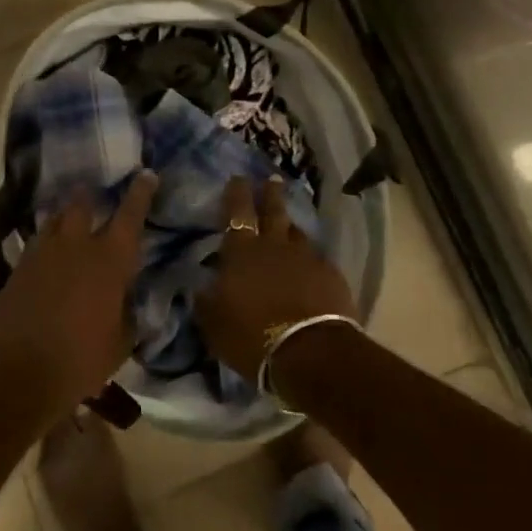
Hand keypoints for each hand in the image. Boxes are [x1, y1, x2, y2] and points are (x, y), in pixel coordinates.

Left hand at [0, 171, 157, 422]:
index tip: (146, 174)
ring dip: (65, 217)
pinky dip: (46, 243)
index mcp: (110, 259)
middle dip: (90, 196)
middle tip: (94, 193)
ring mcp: (43, 252)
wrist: (19, 372)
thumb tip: (129, 300)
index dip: (140, 193)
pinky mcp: (19, 266)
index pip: (130, 215)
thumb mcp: (120, 342)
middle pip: (82, 204)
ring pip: (55, 219)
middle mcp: (77, 245)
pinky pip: (36, 243)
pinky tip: (47, 257)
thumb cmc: (81, 360)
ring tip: (69, 222)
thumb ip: (128, 313)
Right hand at [196, 177, 356, 380]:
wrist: (309, 352)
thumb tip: (201, 285)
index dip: (237, 193)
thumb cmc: (252, 335)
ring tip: (289, 226)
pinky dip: (310, 260)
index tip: (239, 178)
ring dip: (290, 227)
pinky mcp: (330, 276)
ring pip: (297, 233)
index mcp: (242, 251)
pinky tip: (310, 267)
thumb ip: (206, 299)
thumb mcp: (213, 323)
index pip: (237, 212)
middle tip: (272, 179)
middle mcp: (274, 245)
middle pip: (273, 211)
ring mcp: (306, 258)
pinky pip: (317, 259)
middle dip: (270, 194)